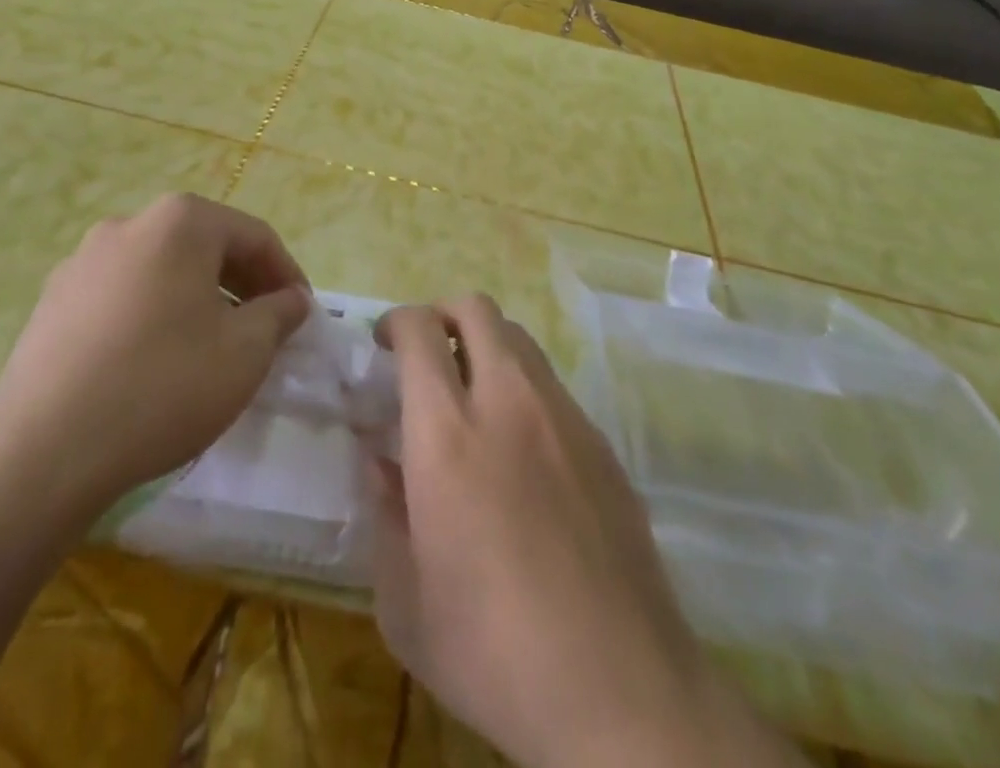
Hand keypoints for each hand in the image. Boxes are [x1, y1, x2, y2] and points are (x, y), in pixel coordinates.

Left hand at [0, 193, 310, 547]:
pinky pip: (124, 295)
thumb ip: (279, 314)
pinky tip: (158, 361)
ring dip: (198, 298)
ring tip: (214, 346)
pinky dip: (155, 314)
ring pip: (163, 270)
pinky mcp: (52, 302)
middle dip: (243, 284)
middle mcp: (129, 224)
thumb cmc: (163, 386)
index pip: (254, 236)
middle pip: (206, 246)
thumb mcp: (245, 352)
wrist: (42, 454)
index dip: (287, 274)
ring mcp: (82, 261)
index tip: (302, 314)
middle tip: (265, 328)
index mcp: (180, 222)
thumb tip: (292, 299)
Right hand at [369, 296, 796, 767]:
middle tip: (425, 353)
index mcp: (447, 435)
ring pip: (520, 339)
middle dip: (442, 313)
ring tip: (471, 397)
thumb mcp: (406, 602)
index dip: (397, 321)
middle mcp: (508, 403)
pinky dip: (523, 389)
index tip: (384, 343)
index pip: (421, 332)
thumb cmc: (493, 652)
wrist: (619, 690)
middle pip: (477, 310)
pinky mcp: (601, 442)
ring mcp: (563, 417)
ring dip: (486, 346)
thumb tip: (381, 462)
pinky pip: (553, 386)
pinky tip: (521, 450)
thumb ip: (385, 514)